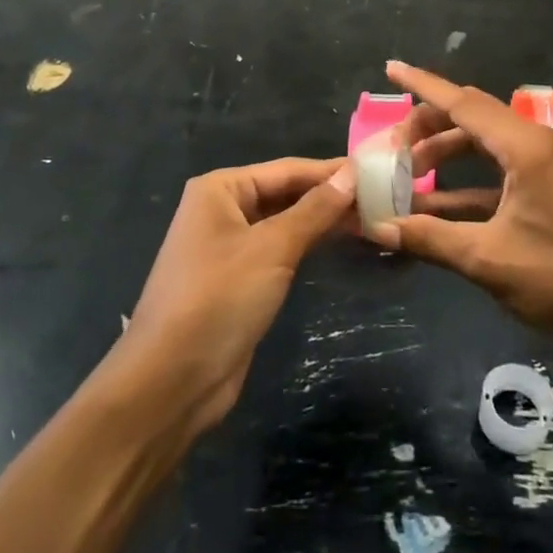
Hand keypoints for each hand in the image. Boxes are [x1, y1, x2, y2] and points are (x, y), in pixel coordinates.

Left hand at [123, 157, 352, 434]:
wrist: (171, 383)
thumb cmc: (219, 300)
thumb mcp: (272, 249)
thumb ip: (314, 210)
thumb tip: (352, 174)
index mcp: (220, 190)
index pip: (287, 169)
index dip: (331, 171)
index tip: (377, 170)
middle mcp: (221, 210)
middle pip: (285, 193)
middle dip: (329, 195)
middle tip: (381, 196)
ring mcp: (227, 246)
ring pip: (284, 222)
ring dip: (322, 221)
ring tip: (370, 217)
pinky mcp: (237, 280)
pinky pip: (279, 250)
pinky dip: (308, 245)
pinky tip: (339, 243)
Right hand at [369, 62, 552, 347]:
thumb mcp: (488, 260)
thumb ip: (430, 239)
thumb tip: (378, 229)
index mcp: (524, 147)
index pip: (463, 103)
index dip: (422, 85)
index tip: (390, 68)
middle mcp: (533, 144)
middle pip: (471, 117)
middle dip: (427, 126)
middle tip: (390, 149)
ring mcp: (542, 166)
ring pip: (482, 143)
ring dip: (444, 155)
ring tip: (405, 176)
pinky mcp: (545, 189)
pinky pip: (495, 171)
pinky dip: (464, 183)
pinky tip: (433, 206)